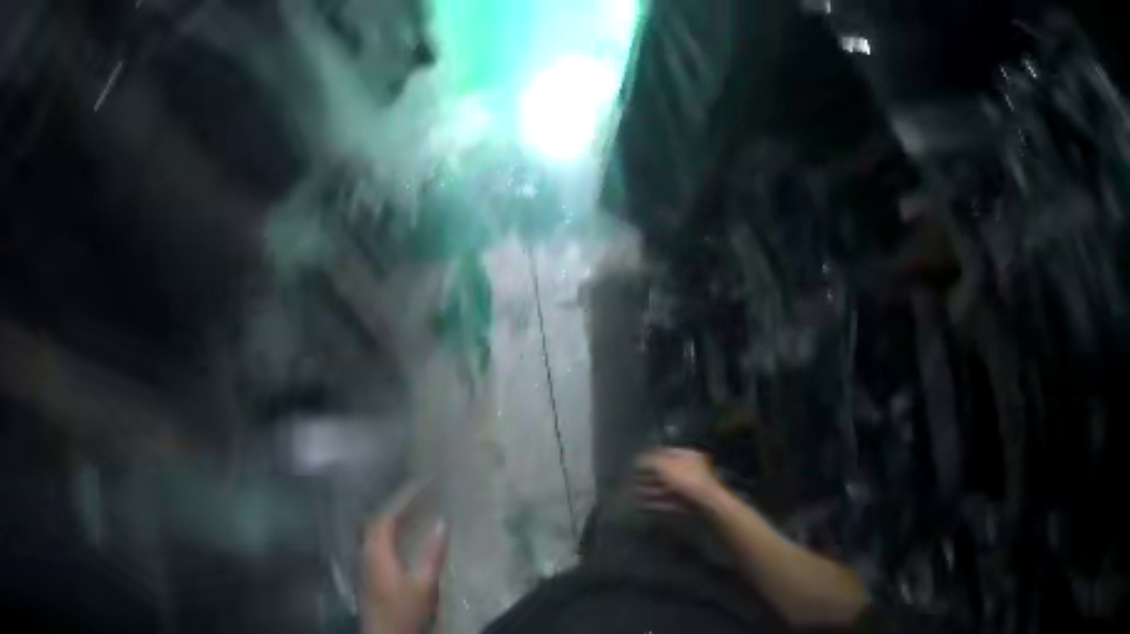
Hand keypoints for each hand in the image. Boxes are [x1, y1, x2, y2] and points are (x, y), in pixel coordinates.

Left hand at [361, 503, 446, 633]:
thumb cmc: (404, 611)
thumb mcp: (424, 584)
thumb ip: (432, 554)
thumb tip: (442, 523)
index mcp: (376, 553)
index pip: (383, 520)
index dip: (399, 505)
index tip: (418, 494)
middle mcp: (365, 556)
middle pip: (374, 528)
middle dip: (393, 515)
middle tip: (414, 506)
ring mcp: (364, 570)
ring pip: (373, 541)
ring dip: (389, 530)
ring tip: (410, 524)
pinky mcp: (368, 582)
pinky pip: (375, 552)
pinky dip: (387, 543)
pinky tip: (401, 551)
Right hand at [634, 448, 721, 512]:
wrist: (707, 504)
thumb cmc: (687, 480)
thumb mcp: (665, 466)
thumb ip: (649, 461)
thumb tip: (637, 459)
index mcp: (687, 456)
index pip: (665, 452)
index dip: (648, 456)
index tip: (633, 462)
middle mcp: (688, 470)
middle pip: (663, 472)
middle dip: (646, 476)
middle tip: (629, 479)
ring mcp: (687, 488)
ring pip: (663, 488)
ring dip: (647, 490)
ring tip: (630, 493)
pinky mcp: (684, 504)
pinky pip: (666, 501)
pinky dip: (653, 503)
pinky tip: (640, 505)